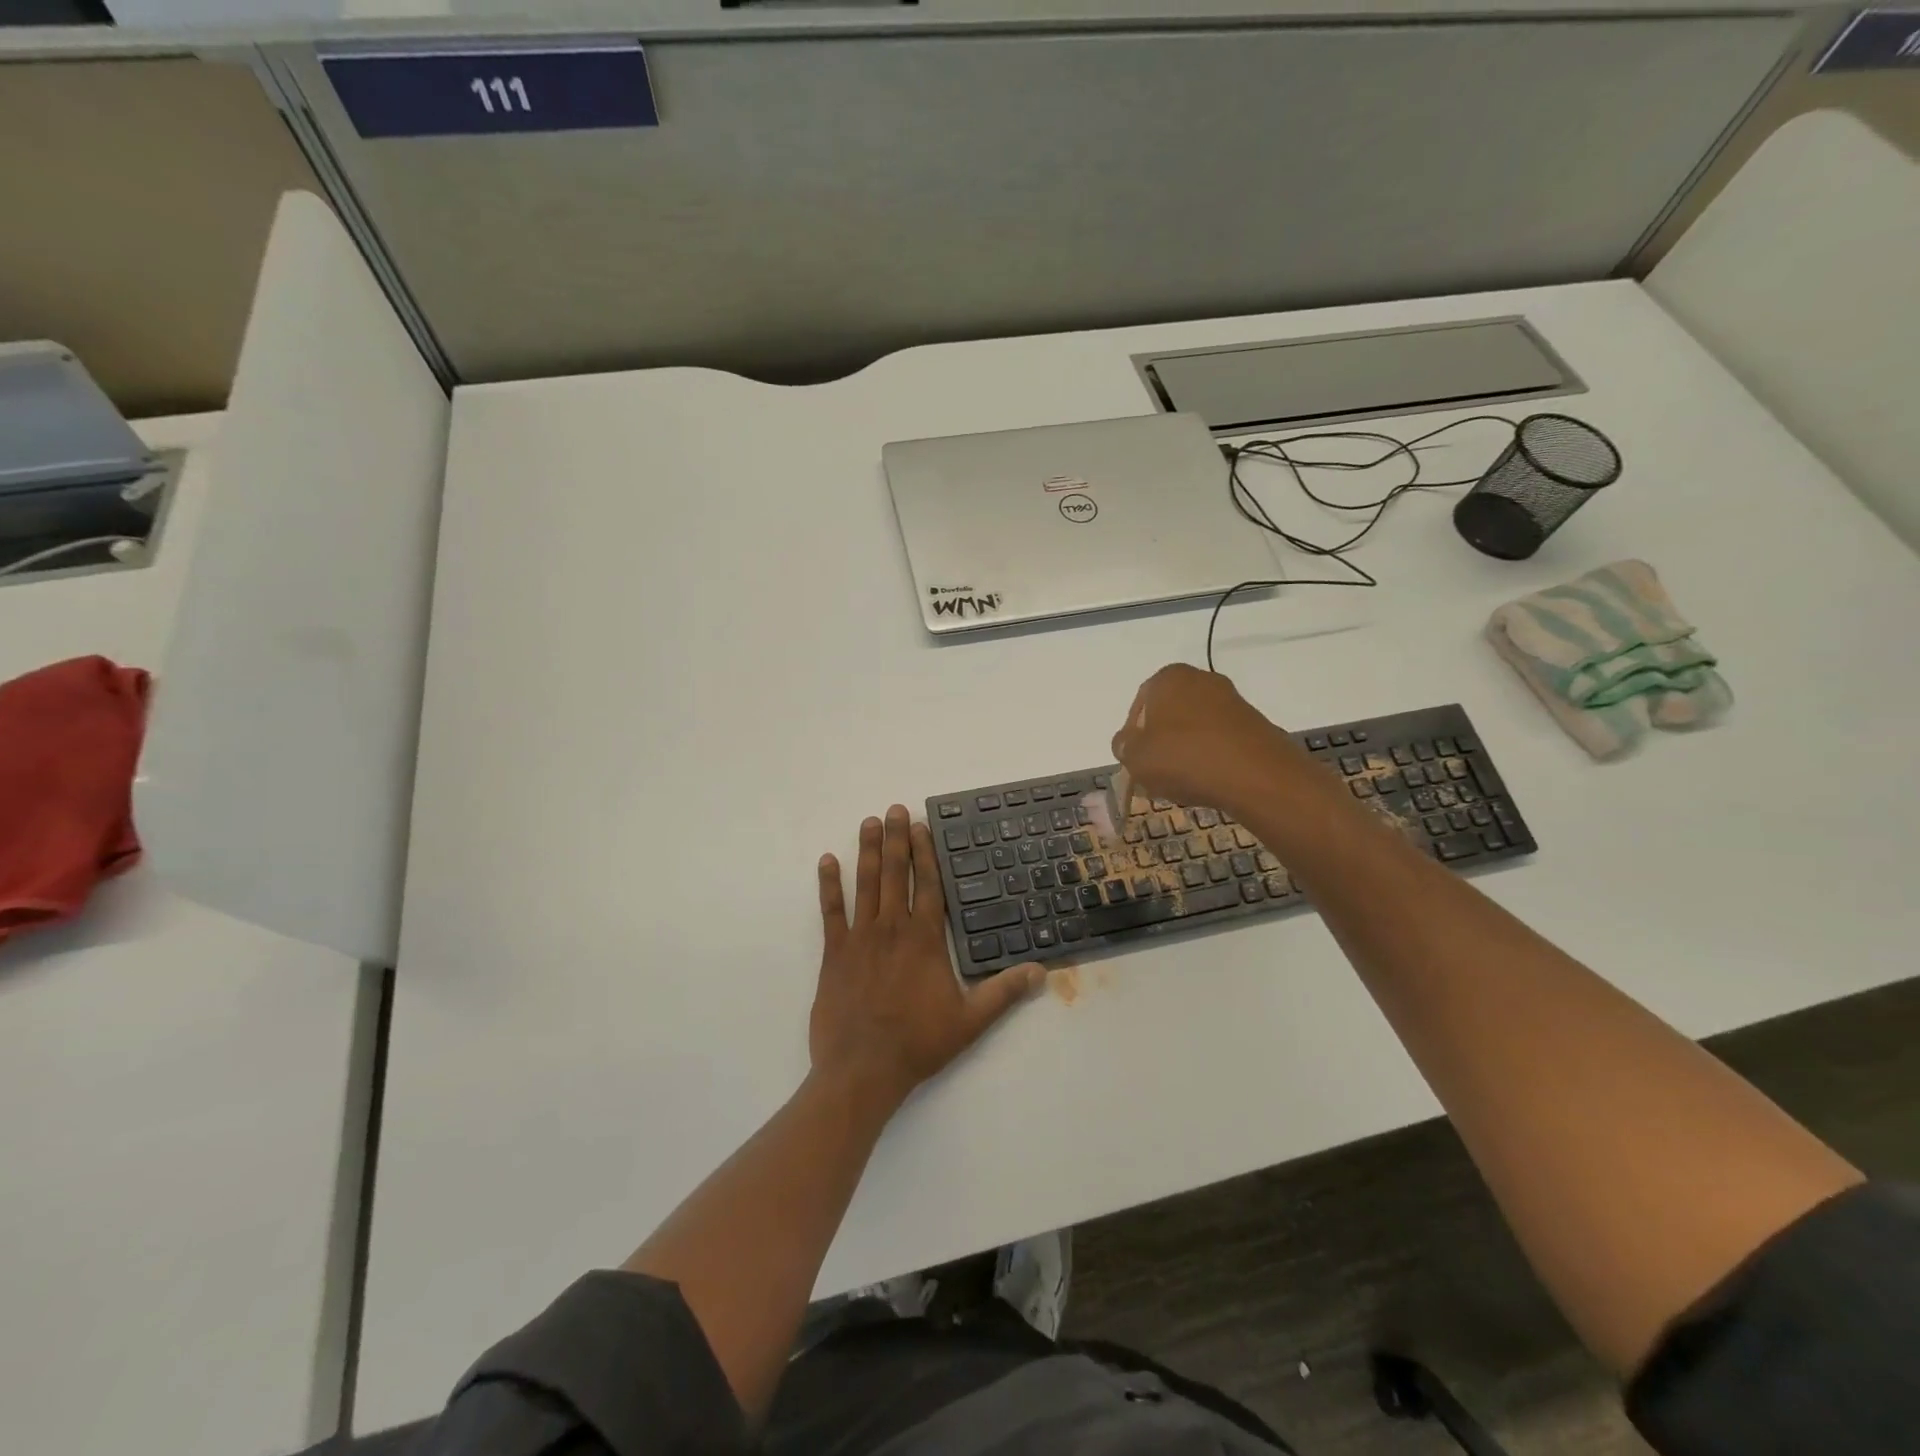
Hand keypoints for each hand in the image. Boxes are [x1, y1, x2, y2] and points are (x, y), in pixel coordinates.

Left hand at [811, 806, 1040, 1113]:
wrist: (862, 1069)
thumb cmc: (918, 1043)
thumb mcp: (970, 1021)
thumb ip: (1004, 992)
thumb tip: (1041, 971)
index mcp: (925, 939)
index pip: (928, 885)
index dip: (925, 853)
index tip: (922, 826)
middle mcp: (892, 928)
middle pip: (896, 874)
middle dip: (897, 839)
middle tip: (895, 809)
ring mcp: (860, 938)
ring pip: (865, 884)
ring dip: (868, 851)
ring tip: (870, 822)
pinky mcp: (834, 953)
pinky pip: (830, 911)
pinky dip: (828, 885)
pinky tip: (827, 861)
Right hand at [1111, 664, 1304, 814]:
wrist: (1256, 775)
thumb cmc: (1184, 758)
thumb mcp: (1135, 758)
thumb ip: (1123, 747)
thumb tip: (1127, 743)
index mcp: (1168, 678)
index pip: (1139, 707)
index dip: (1133, 738)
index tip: (1136, 763)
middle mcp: (1200, 679)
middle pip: (1169, 715)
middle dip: (1160, 743)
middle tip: (1156, 774)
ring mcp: (1232, 700)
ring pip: (1195, 728)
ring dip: (1186, 751)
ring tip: (1183, 782)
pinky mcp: (1254, 723)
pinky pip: (1220, 740)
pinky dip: (1211, 757)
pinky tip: (1208, 781)